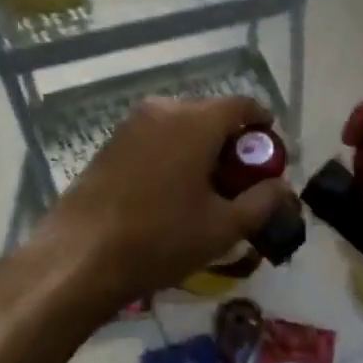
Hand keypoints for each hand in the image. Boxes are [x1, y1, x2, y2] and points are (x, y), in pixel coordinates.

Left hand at [45, 94, 297, 307]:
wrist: (79, 257)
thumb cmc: (160, 239)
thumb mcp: (223, 227)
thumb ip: (262, 202)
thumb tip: (283, 187)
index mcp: (196, 120)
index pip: (243, 105)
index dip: (264, 126)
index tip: (272, 155)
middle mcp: (164, 109)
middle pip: (212, 114)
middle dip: (233, 142)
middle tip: (243, 180)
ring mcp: (132, 124)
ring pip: (182, 126)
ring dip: (202, 148)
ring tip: (208, 190)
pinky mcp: (111, 143)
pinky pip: (157, 138)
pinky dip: (175, 154)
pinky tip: (173, 192)